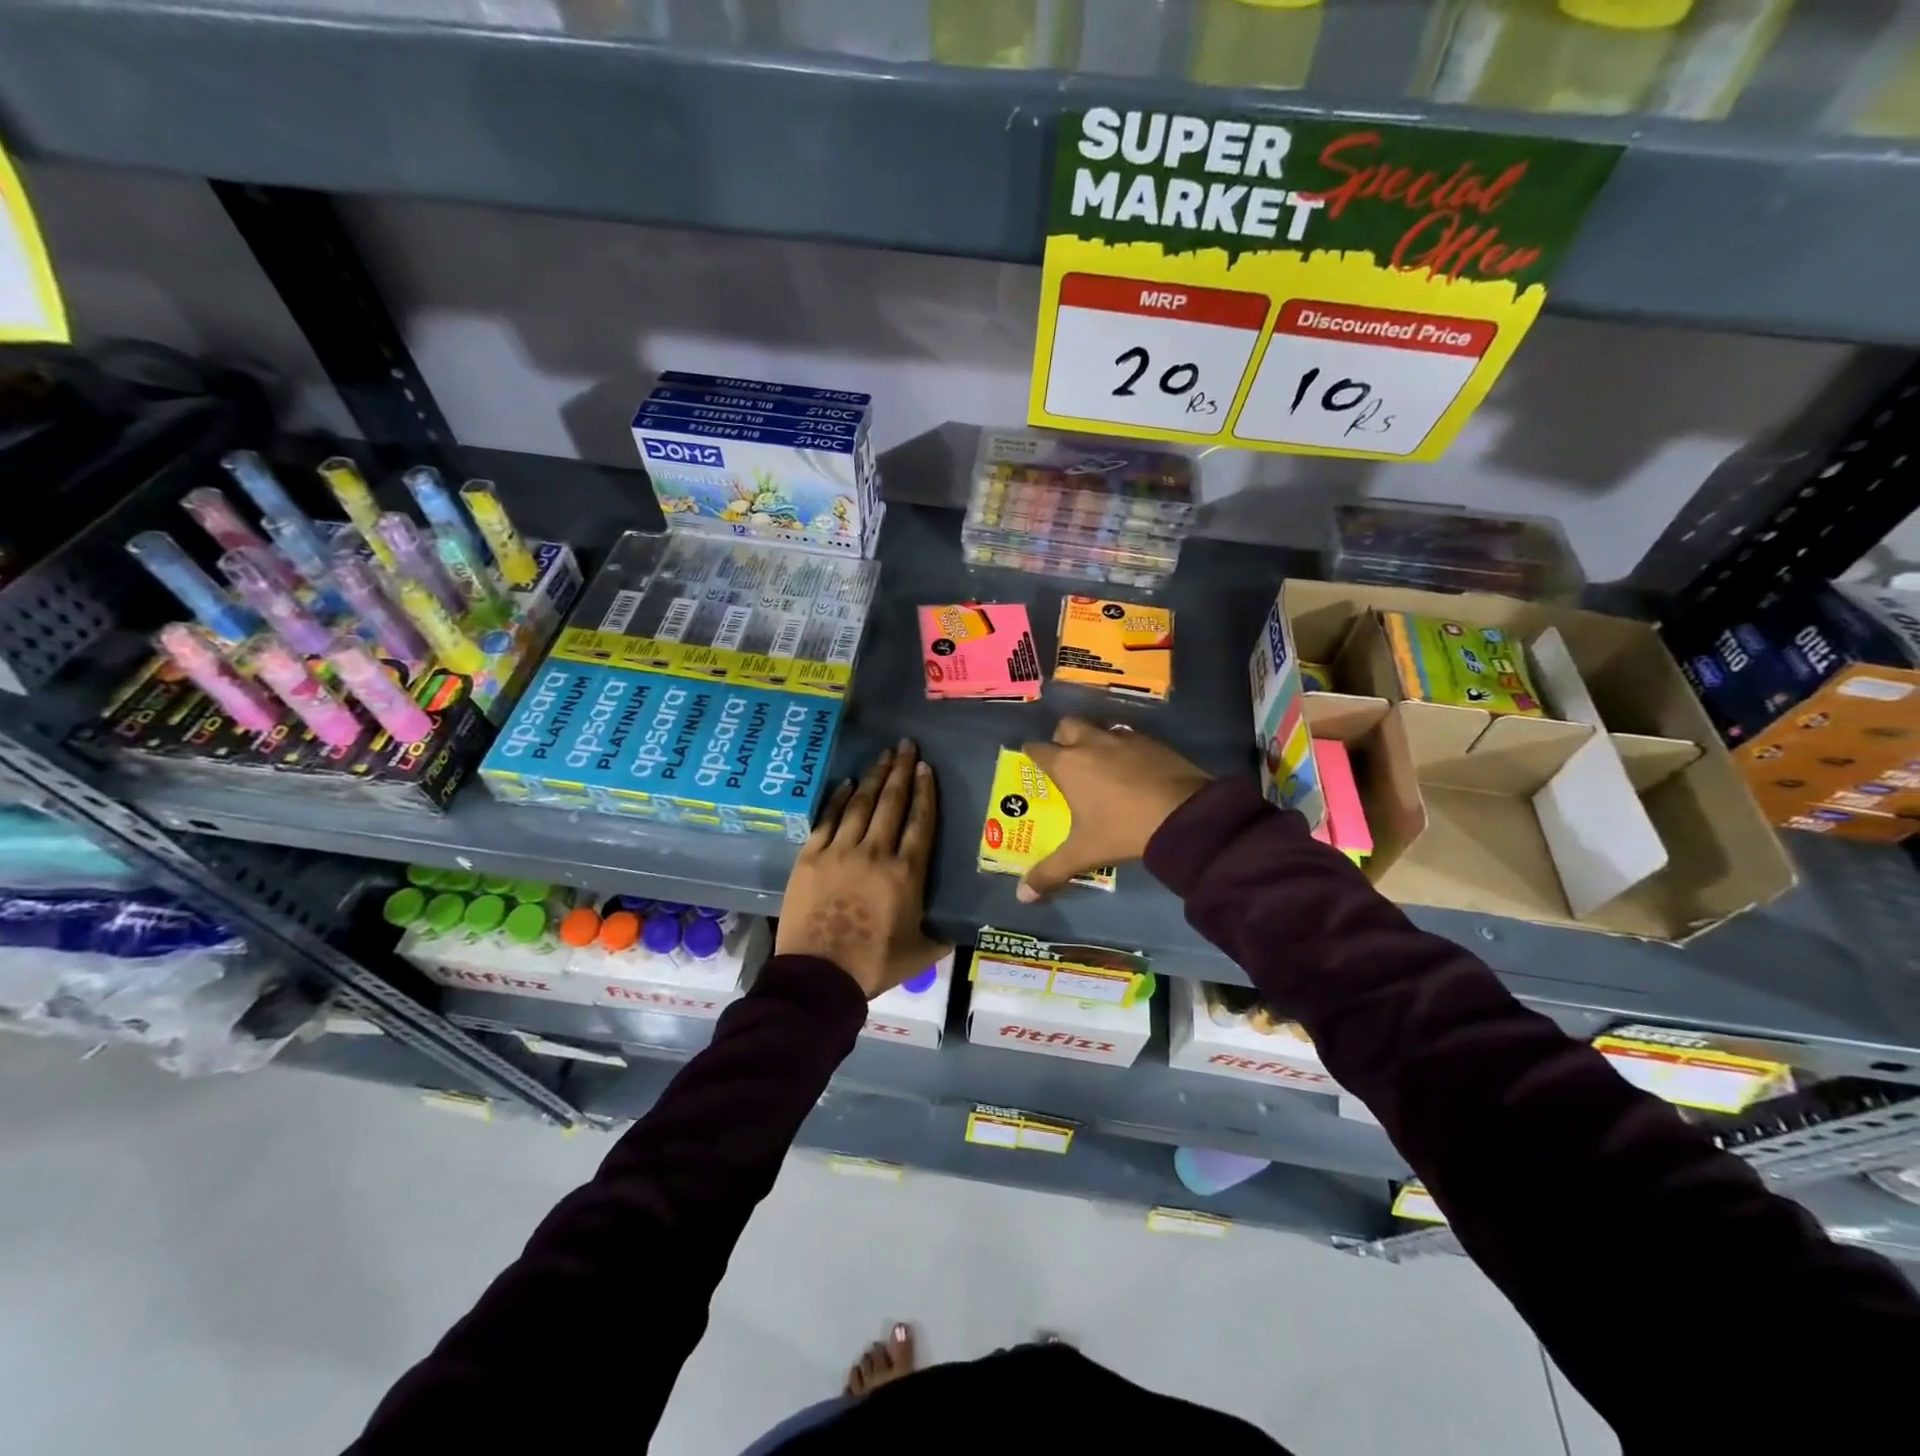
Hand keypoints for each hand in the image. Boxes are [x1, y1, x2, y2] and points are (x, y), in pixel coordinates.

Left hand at [777, 739, 950, 998]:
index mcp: (906, 873)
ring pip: (861, 804)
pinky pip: (828, 819)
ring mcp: (840, 851)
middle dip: (901, 770)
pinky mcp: (810, 857)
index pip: (920, 821)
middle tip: (906, 746)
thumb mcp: (921, 953)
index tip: (926, 767)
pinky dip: (839, 799)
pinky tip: (848, 784)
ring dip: (874, 777)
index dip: (925, 791)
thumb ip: (943, 935)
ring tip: (883, 756)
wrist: (819, 976)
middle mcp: (875, 853)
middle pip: (892, 803)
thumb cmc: (874, 965)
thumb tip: (964, 929)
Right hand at [1018, 717, 1211, 901]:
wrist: (1184, 814)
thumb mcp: (1084, 853)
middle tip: (1068, 760)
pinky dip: (1125, 748)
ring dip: (1095, 740)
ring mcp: (1123, 738)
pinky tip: (1134, 769)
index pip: (1037, 749)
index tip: (1035, 764)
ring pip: (1099, 728)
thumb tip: (1022, 897)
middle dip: (1063, 738)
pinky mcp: (1152, 741)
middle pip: (1067, 726)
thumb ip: (1050, 872)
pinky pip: (1129, 737)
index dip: (1032, 755)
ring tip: (1101, 764)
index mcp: (1067, 764)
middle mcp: (1091, 742)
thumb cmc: (1123, 829)